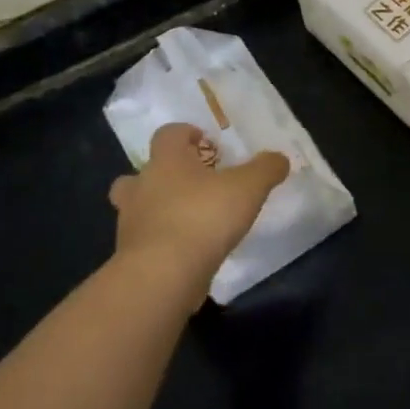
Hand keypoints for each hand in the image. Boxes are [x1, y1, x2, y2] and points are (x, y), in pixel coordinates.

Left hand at [109, 123, 289, 283]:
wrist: (162, 275)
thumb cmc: (203, 218)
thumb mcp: (248, 188)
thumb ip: (265, 169)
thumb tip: (279, 158)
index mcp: (166, 160)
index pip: (169, 133)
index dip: (187, 134)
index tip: (207, 145)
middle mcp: (142, 185)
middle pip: (144, 170)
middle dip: (165, 174)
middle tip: (193, 185)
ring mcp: (131, 222)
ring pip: (138, 207)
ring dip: (158, 209)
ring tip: (189, 220)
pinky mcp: (131, 255)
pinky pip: (145, 240)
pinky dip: (162, 242)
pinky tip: (187, 253)